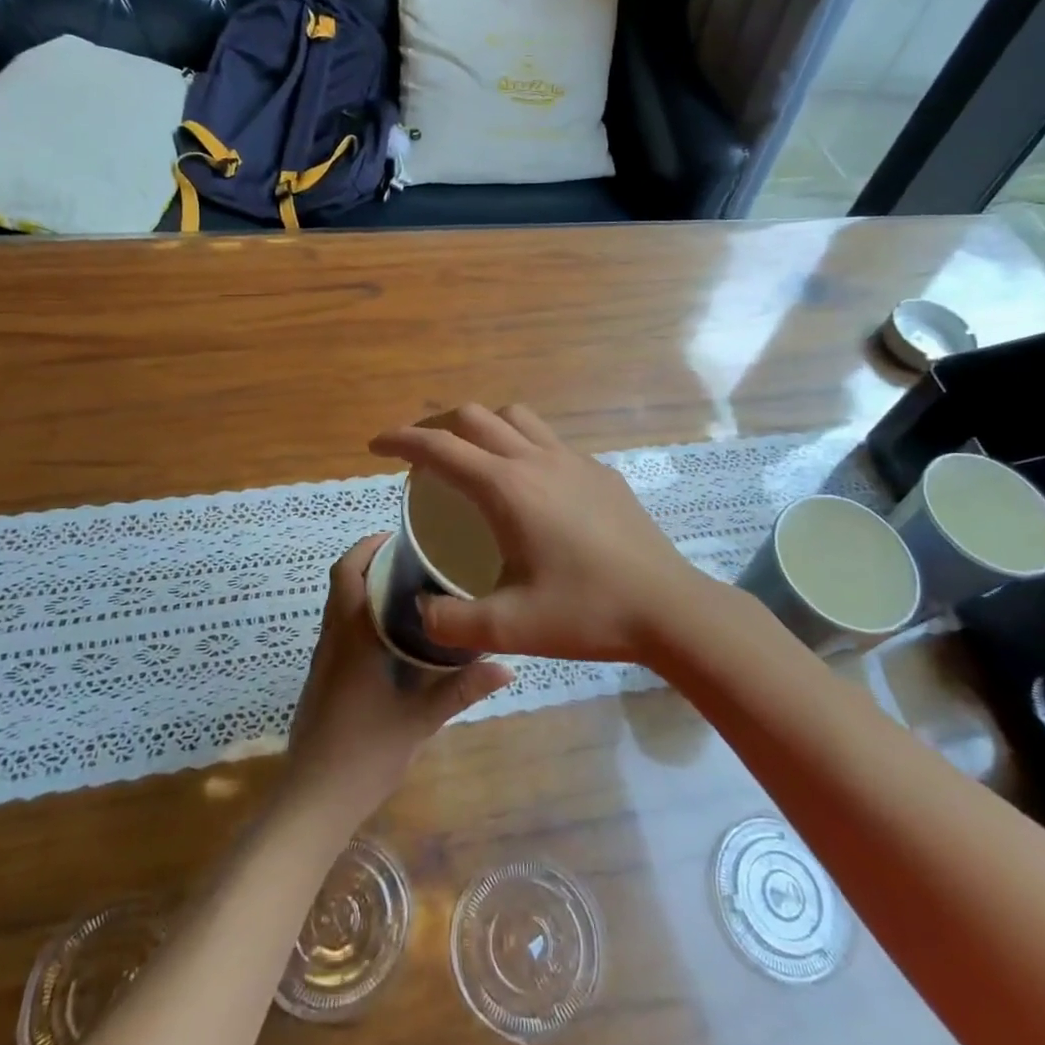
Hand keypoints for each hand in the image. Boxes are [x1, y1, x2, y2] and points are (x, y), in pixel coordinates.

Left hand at [284, 535, 513, 828]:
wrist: (313, 800)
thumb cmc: (365, 753)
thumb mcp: (420, 720)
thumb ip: (462, 689)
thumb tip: (508, 666)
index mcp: (351, 636)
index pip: (348, 572)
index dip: (368, 547)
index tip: (400, 537)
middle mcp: (332, 639)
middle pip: (341, 582)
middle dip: (371, 562)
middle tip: (414, 559)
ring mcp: (323, 660)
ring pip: (338, 606)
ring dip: (364, 588)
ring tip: (409, 589)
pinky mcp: (321, 679)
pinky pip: (339, 630)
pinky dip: (360, 615)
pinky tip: (392, 636)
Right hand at [369, 404, 714, 663]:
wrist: (668, 608)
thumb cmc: (586, 612)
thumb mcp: (508, 628)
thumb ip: (450, 622)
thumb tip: (420, 611)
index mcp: (508, 488)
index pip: (440, 447)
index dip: (401, 439)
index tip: (376, 445)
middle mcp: (537, 460)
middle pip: (476, 417)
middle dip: (438, 425)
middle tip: (418, 454)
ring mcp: (574, 461)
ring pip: (517, 418)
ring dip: (483, 426)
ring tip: (470, 457)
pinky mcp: (601, 472)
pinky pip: (549, 440)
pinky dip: (521, 445)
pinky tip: (528, 486)